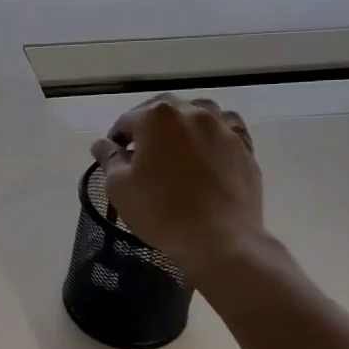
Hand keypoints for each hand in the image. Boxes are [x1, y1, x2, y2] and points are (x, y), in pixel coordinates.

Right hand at [89, 95, 274, 293]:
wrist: (219, 238)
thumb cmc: (160, 210)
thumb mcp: (119, 186)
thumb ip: (109, 159)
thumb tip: (102, 145)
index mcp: (156, 117)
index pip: (126, 120)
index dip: (116, 139)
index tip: (114, 159)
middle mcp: (192, 112)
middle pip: (163, 110)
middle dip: (148, 125)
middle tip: (141, 151)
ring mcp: (223, 127)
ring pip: (199, 112)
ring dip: (182, 123)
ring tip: (176, 146)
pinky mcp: (245, 146)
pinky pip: (226, 128)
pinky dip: (213, 133)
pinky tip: (208, 149)